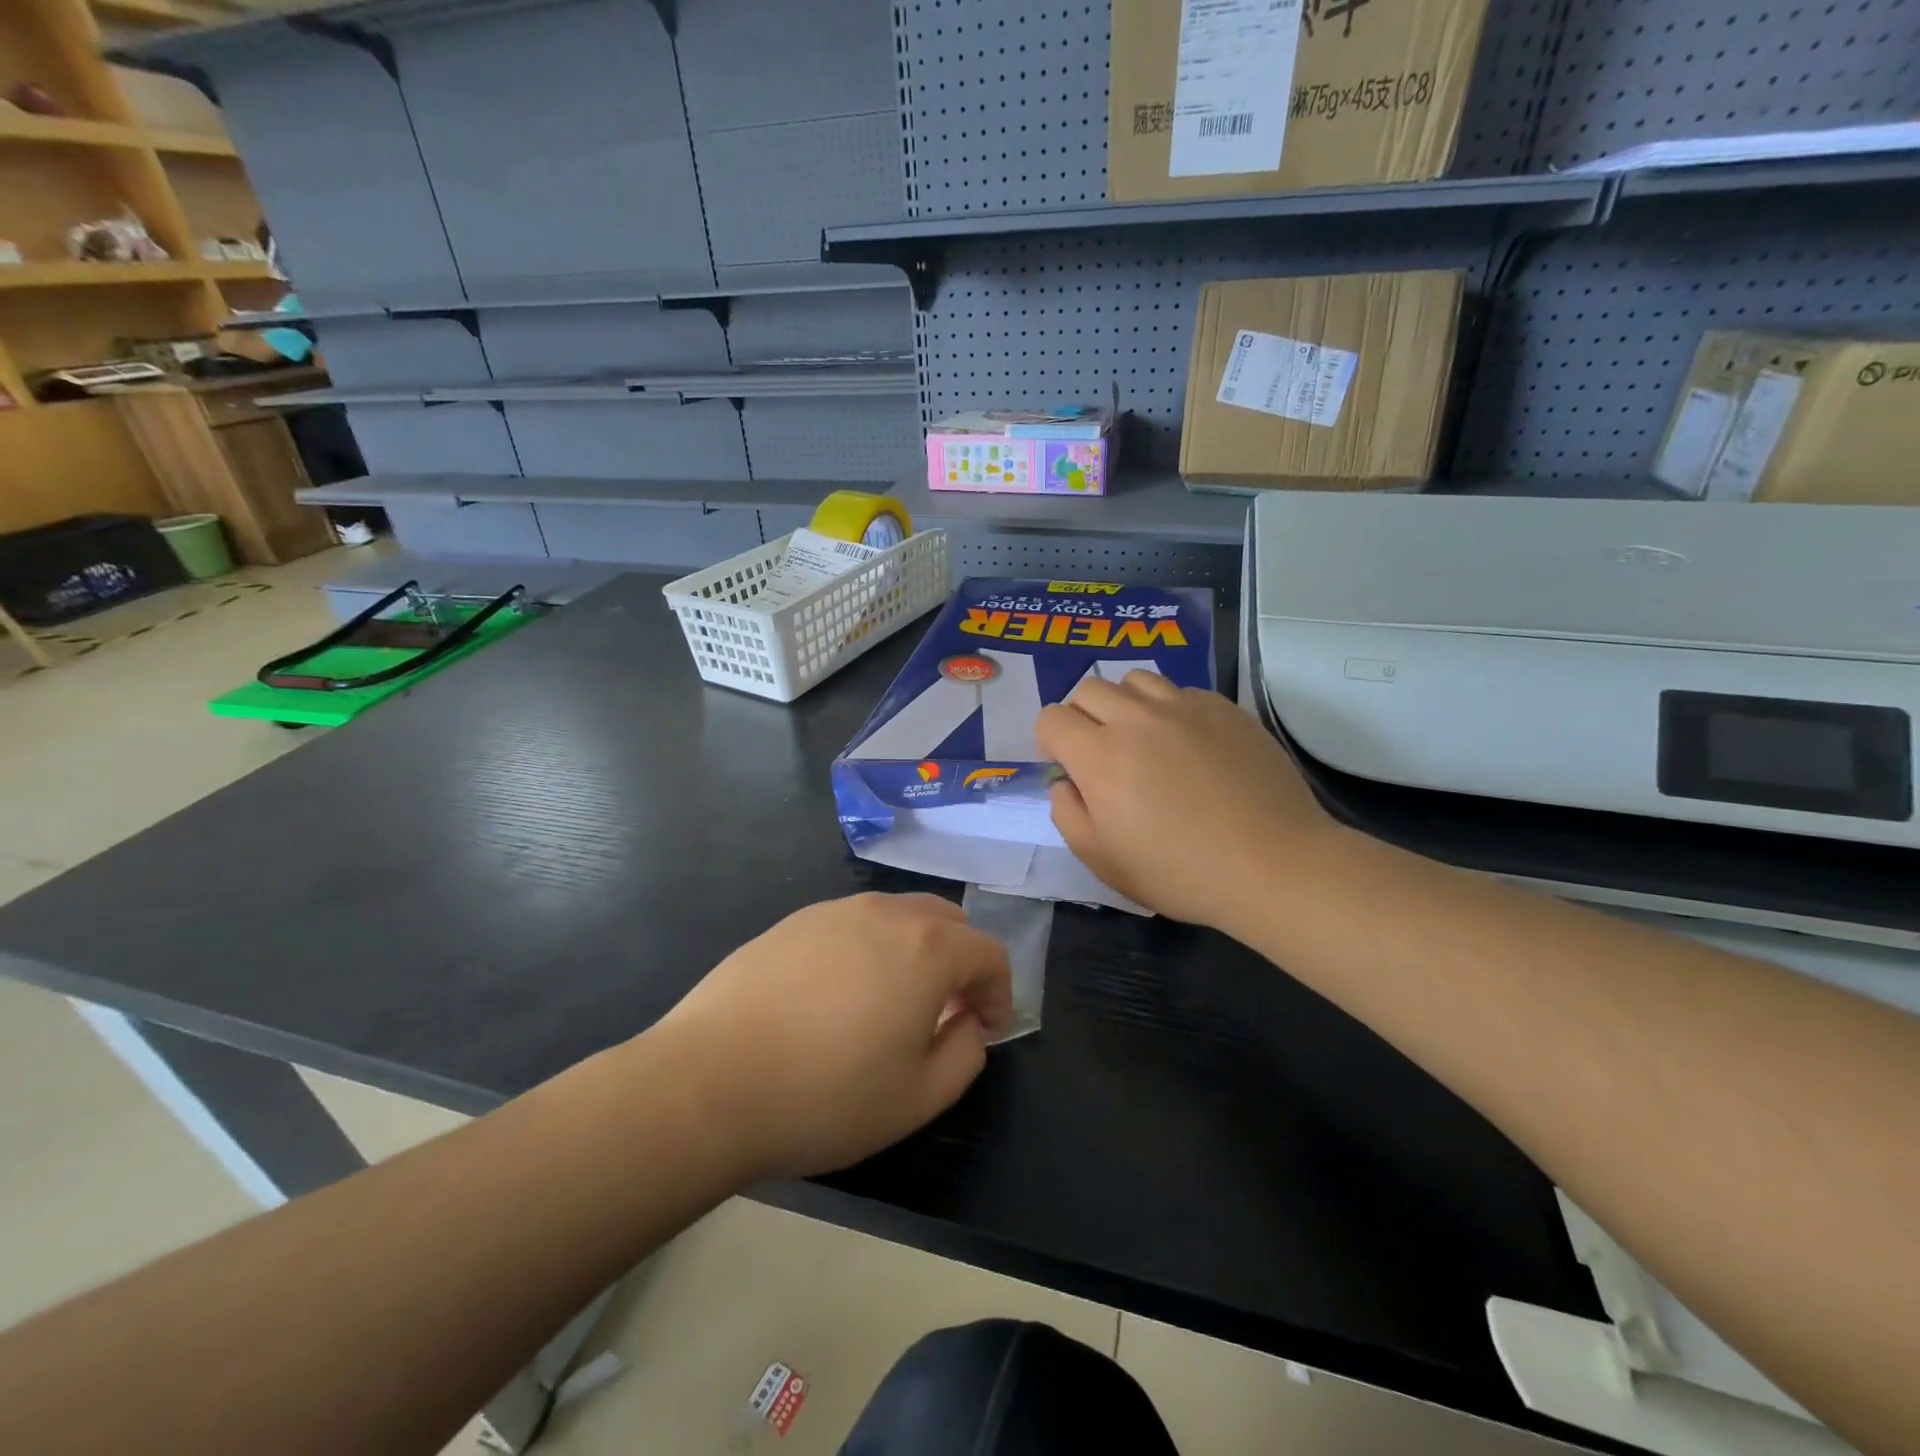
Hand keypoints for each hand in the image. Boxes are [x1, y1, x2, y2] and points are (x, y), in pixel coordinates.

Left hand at [656, 893, 1011, 1179]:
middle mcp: (885, 913)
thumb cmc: (825, 1095)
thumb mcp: (917, 1098)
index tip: (987, 1029)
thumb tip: (968, 1023)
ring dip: (916, 951)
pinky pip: (852, 925)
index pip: (988, 953)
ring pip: (898, 916)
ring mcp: (834, 911)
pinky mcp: (792, 922)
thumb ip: (966, 1055)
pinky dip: (869, 949)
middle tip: (948, 1010)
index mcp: (927, 948)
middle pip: (947, 920)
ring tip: (894, 1002)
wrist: (709, 1081)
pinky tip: (838, 996)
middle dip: (961, 962)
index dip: (1000, 992)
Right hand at [1036, 672, 1342, 932]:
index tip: (1068, 768)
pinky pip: (1180, 691)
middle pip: (1088, 689)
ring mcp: (1184, 707)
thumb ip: (1068, 815)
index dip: (1050, 742)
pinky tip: (1190, 745)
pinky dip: (1170, 710)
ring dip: (1125, 704)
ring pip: (1134, 681)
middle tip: (1102, 754)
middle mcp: (1137, 718)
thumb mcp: (1104, 861)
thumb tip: (1065, 783)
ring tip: (1144, 739)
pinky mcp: (1224, 708)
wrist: (1273, 864)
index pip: (1052, 718)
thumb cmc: (1181, 872)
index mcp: (1100, 756)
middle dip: (1082, 717)